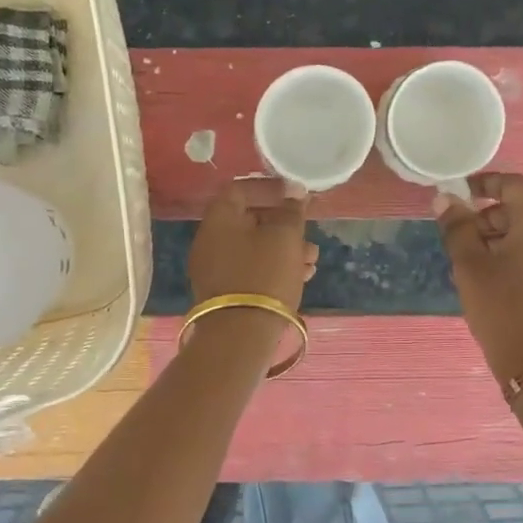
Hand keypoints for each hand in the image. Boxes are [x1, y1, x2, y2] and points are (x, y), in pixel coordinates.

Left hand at [189, 177, 317, 310]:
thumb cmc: (264, 274)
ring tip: (312, 260)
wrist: (240, 334)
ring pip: (254, 247)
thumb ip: (291, 210)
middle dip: (283, 223)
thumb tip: (293, 190)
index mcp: (219, 218)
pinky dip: (274, 267)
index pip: (242, 188)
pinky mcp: (224, 292)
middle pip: (249, 219)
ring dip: (285, 248)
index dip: (271, 188)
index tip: (297, 195)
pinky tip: (301, 277)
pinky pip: (251, 269)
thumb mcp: (285, 237)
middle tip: (309, 232)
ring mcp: (214, 268)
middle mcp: (210, 239)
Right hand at [434, 173, 522, 383]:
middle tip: (459, 235)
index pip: (515, 184)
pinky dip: (515, 253)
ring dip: (500, 235)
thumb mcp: (470, 265)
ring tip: (471, 261)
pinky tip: (493, 277)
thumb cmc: (501, 306)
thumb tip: (445, 198)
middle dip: (489, 215)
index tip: (459, 193)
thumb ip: (457, 227)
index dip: (486, 183)